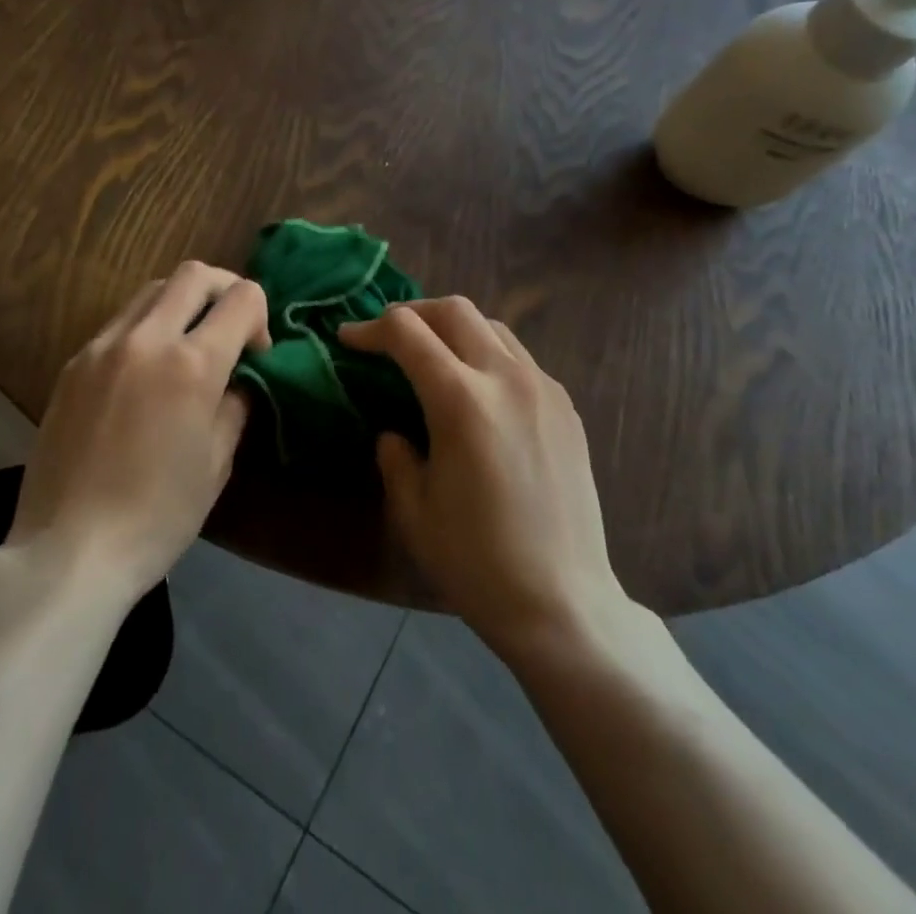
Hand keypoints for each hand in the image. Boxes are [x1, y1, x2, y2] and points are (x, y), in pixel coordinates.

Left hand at [7, 261, 269, 600]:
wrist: (69, 549)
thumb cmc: (157, 516)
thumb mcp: (216, 464)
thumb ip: (234, 405)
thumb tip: (237, 379)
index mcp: (191, 364)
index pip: (242, 297)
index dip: (261, 316)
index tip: (256, 353)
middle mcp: (146, 339)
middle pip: (194, 274)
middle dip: (224, 289)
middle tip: (230, 327)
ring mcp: (102, 346)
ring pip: (152, 290)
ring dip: (182, 303)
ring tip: (186, 346)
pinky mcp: (73, 363)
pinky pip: (120, 323)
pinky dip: (146, 328)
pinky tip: (145, 372)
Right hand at [339, 298, 625, 651]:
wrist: (564, 605)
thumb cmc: (477, 562)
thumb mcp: (412, 509)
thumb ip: (394, 455)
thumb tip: (395, 431)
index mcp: (461, 400)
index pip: (407, 332)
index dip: (370, 329)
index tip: (348, 339)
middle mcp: (506, 378)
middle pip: (454, 310)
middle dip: (412, 312)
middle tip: (387, 337)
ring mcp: (544, 389)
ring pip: (492, 326)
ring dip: (453, 328)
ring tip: (432, 356)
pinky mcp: (567, 408)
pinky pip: (520, 357)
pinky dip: (488, 353)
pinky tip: (478, 390)